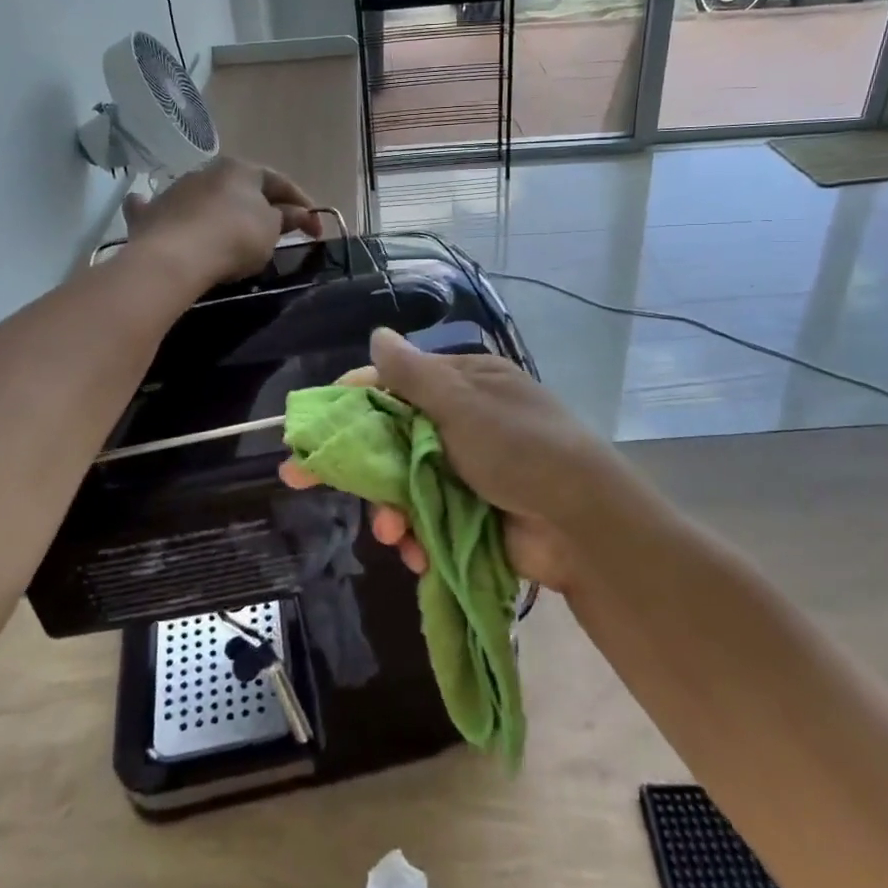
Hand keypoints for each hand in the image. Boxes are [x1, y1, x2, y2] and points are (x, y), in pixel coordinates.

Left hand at [123, 158, 320, 290]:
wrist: (174, 257)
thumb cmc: (234, 237)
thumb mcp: (271, 231)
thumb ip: (285, 219)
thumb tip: (294, 213)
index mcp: (242, 169)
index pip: (280, 182)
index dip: (303, 206)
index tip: (317, 231)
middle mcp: (208, 171)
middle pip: (242, 189)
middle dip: (261, 207)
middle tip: (277, 231)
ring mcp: (177, 190)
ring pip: (207, 198)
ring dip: (221, 210)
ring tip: (233, 234)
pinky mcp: (152, 213)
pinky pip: (168, 211)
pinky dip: (173, 214)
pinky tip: (168, 216)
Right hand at [280, 328, 630, 592]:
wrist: (584, 524)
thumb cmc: (520, 449)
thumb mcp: (463, 405)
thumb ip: (413, 375)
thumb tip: (377, 333)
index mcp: (466, 384)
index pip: (397, 382)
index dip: (353, 399)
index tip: (317, 422)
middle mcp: (465, 422)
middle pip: (393, 437)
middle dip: (360, 465)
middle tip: (302, 479)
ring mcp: (469, 470)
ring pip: (406, 484)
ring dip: (390, 510)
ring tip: (391, 535)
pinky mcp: (473, 514)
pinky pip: (428, 519)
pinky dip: (418, 537)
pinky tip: (415, 554)